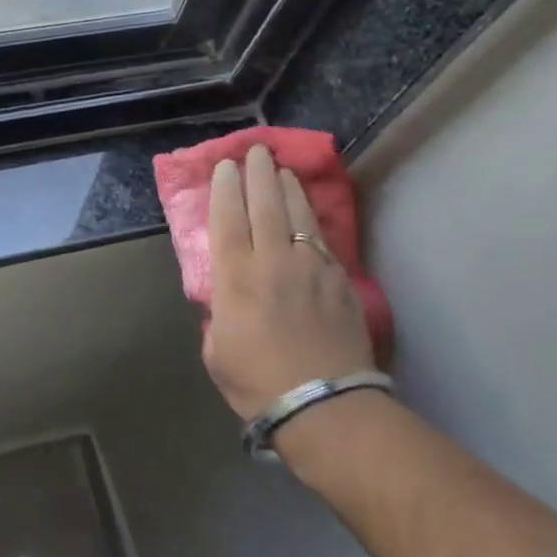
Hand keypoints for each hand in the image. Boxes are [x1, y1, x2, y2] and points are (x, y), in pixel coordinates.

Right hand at [204, 143, 375, 421]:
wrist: (325, 406)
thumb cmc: (258, 382)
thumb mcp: (217, 351)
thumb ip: (218, 316)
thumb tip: (226, 300)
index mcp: (235, 277)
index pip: (227, 219)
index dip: (224, 189)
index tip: (224, 167)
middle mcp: (272, 261)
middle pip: (263, 204)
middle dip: (257, 173)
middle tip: (254, 150)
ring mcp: (310, 266)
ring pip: (296, 213)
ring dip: (287, 186)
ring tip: (281, 168)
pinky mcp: (339, 279)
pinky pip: (321, 237)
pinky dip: (310, 217)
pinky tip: (307, 210)